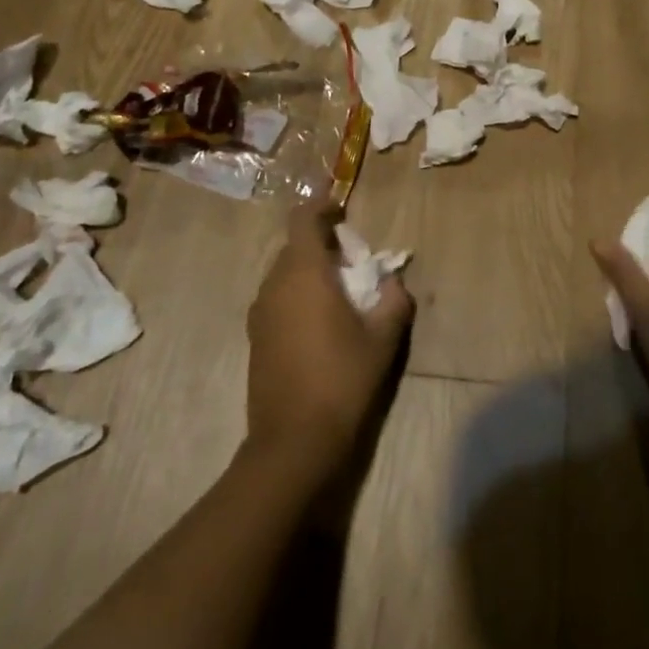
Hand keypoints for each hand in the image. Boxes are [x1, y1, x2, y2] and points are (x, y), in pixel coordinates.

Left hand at [245, 202, 413, 479]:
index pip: (303, 219)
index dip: (321, 205)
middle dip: (322, 243)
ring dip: (309, 270)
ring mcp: (260, 313)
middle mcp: (274, 285)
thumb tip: (393, 282)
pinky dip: (297, 294)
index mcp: (303, 274)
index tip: (341, 206)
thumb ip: (393, 301)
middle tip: (354, 259)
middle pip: (294, 246)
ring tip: (340, 292)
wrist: (292, 443)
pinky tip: (321, 322)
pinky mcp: (256, 338)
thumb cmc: (341, 381)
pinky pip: (277, 297)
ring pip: (284, 273)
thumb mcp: (382, 339)